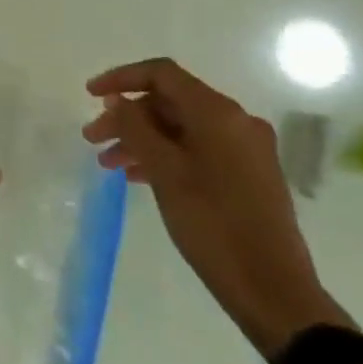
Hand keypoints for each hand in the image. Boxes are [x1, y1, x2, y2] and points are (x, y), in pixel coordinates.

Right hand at [83, 59, 350, 356]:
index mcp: (218, 113)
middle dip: (127, 116)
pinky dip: (164, 156)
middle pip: (170, 102)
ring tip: (108, 164)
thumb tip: (117, 100)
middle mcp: (236, 122)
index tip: (89, 95)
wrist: (272, 289)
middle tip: (92, 139)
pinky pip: (197, 150)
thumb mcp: (164, 171)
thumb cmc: (212, 224)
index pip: (162, 74)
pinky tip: (138, 177)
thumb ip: (136, 128)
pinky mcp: (247, 175)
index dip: (121, 78)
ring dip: (142, 139)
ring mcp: (245, 149)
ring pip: (181, 128)